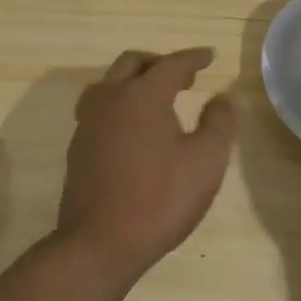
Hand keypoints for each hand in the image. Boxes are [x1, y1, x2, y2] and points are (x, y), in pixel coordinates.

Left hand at [56, 48, 236, 275]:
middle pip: (133, 64)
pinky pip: (99, 108)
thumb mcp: (206, 161)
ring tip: (156, 97)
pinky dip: (120, 104)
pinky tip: (133, 127)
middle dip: (160, 63)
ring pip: (109, 83)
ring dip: (134, 81)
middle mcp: (110, 99)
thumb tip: (222, 99)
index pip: (172, 64)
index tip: (210, 56)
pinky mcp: (78, 147)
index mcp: (142, 95)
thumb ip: (219, 123)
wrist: (100, 243)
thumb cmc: (160, 199)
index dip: (194, 58)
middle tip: (185, 76)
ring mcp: (88, 123)